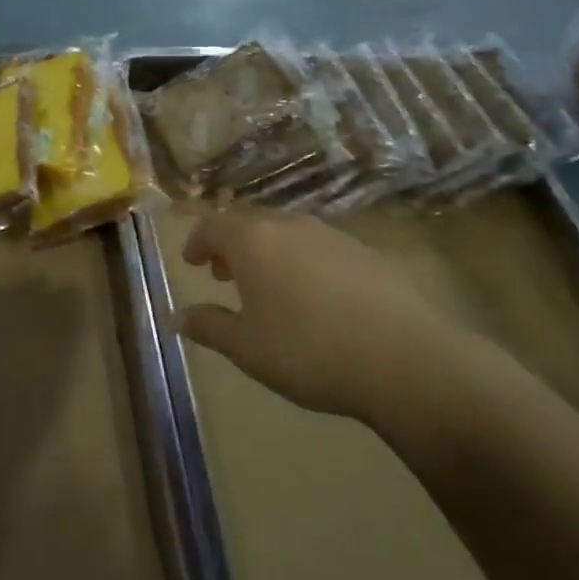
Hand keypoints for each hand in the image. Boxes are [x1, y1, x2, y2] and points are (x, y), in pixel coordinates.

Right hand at [172, 206, 482, 442]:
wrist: (405, 358)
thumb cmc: (309, 350)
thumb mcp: (247, 348)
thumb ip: (208, 326)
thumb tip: (173, 316)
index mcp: (253, 240)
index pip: (212, 225)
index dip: (197, 241)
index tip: (192, 262)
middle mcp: (288, 225)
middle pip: (248, 221)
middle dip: (230, 243)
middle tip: (223, 273)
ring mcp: (330, 234)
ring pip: (284, 231)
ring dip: (266, 250)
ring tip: (266, 285)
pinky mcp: (364, 251)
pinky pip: (317, 245)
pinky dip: (299, 259)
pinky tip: (312, 295)